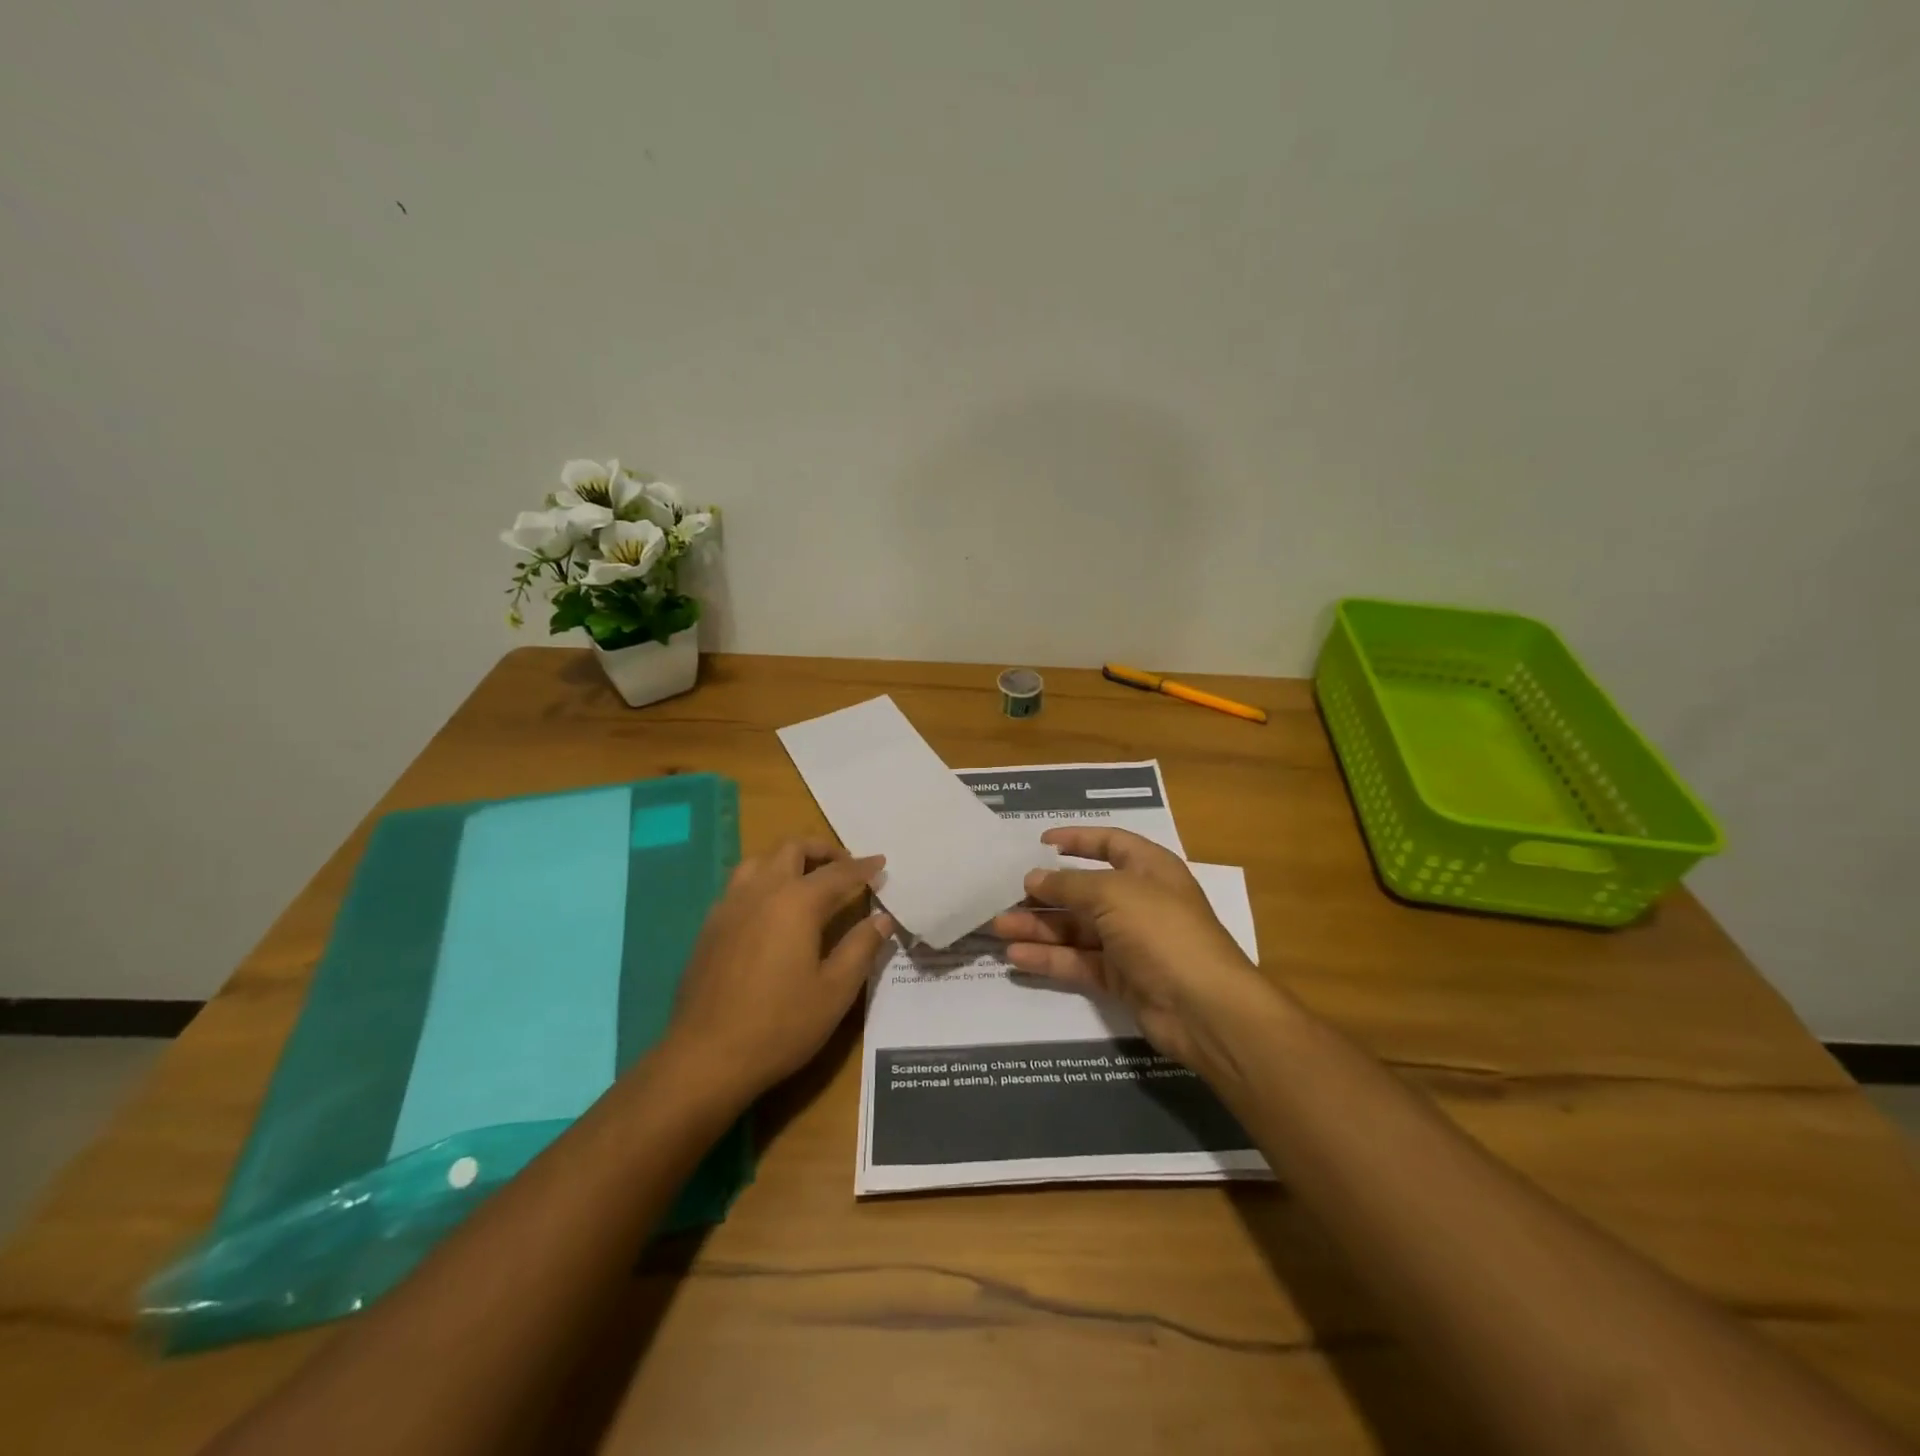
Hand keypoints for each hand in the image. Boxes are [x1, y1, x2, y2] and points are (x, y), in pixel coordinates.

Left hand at [664, 837, 890, 1101]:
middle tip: (845, 866)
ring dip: (787, 860)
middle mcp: (761, 892)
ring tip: (807, 879)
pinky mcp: (710, 927)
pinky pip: (739, 885)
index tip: (881, 863)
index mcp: (797, 903)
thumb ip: (861, 947)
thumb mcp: (835, 991)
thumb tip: (882, 918)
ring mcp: (729, 907)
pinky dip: (763, 881)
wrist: (705, 1057)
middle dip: (822, 850)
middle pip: (792, 849)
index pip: (838, 873)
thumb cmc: (780, 1025)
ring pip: (759, 861)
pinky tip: (771, 910)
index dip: (863, 867)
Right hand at [989, 827, 1275, 1068]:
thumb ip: (1070, 885)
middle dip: (1045, 892)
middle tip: (1004, 894)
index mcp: (1149, 869)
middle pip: (1084, 890)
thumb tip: (1034, 879)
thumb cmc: (1162, 931)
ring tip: (997, 926)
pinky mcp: (1120, 978)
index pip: (1110, 843)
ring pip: (1076, 928)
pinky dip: (1049, 958)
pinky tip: (1016, 956)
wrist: (1204, 1008)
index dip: (1077, 839)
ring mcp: (1130, 942)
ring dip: (1039, 926)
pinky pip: (1078, 961)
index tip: (1040, 842)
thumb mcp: (1114, 894)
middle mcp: (1139, 901)